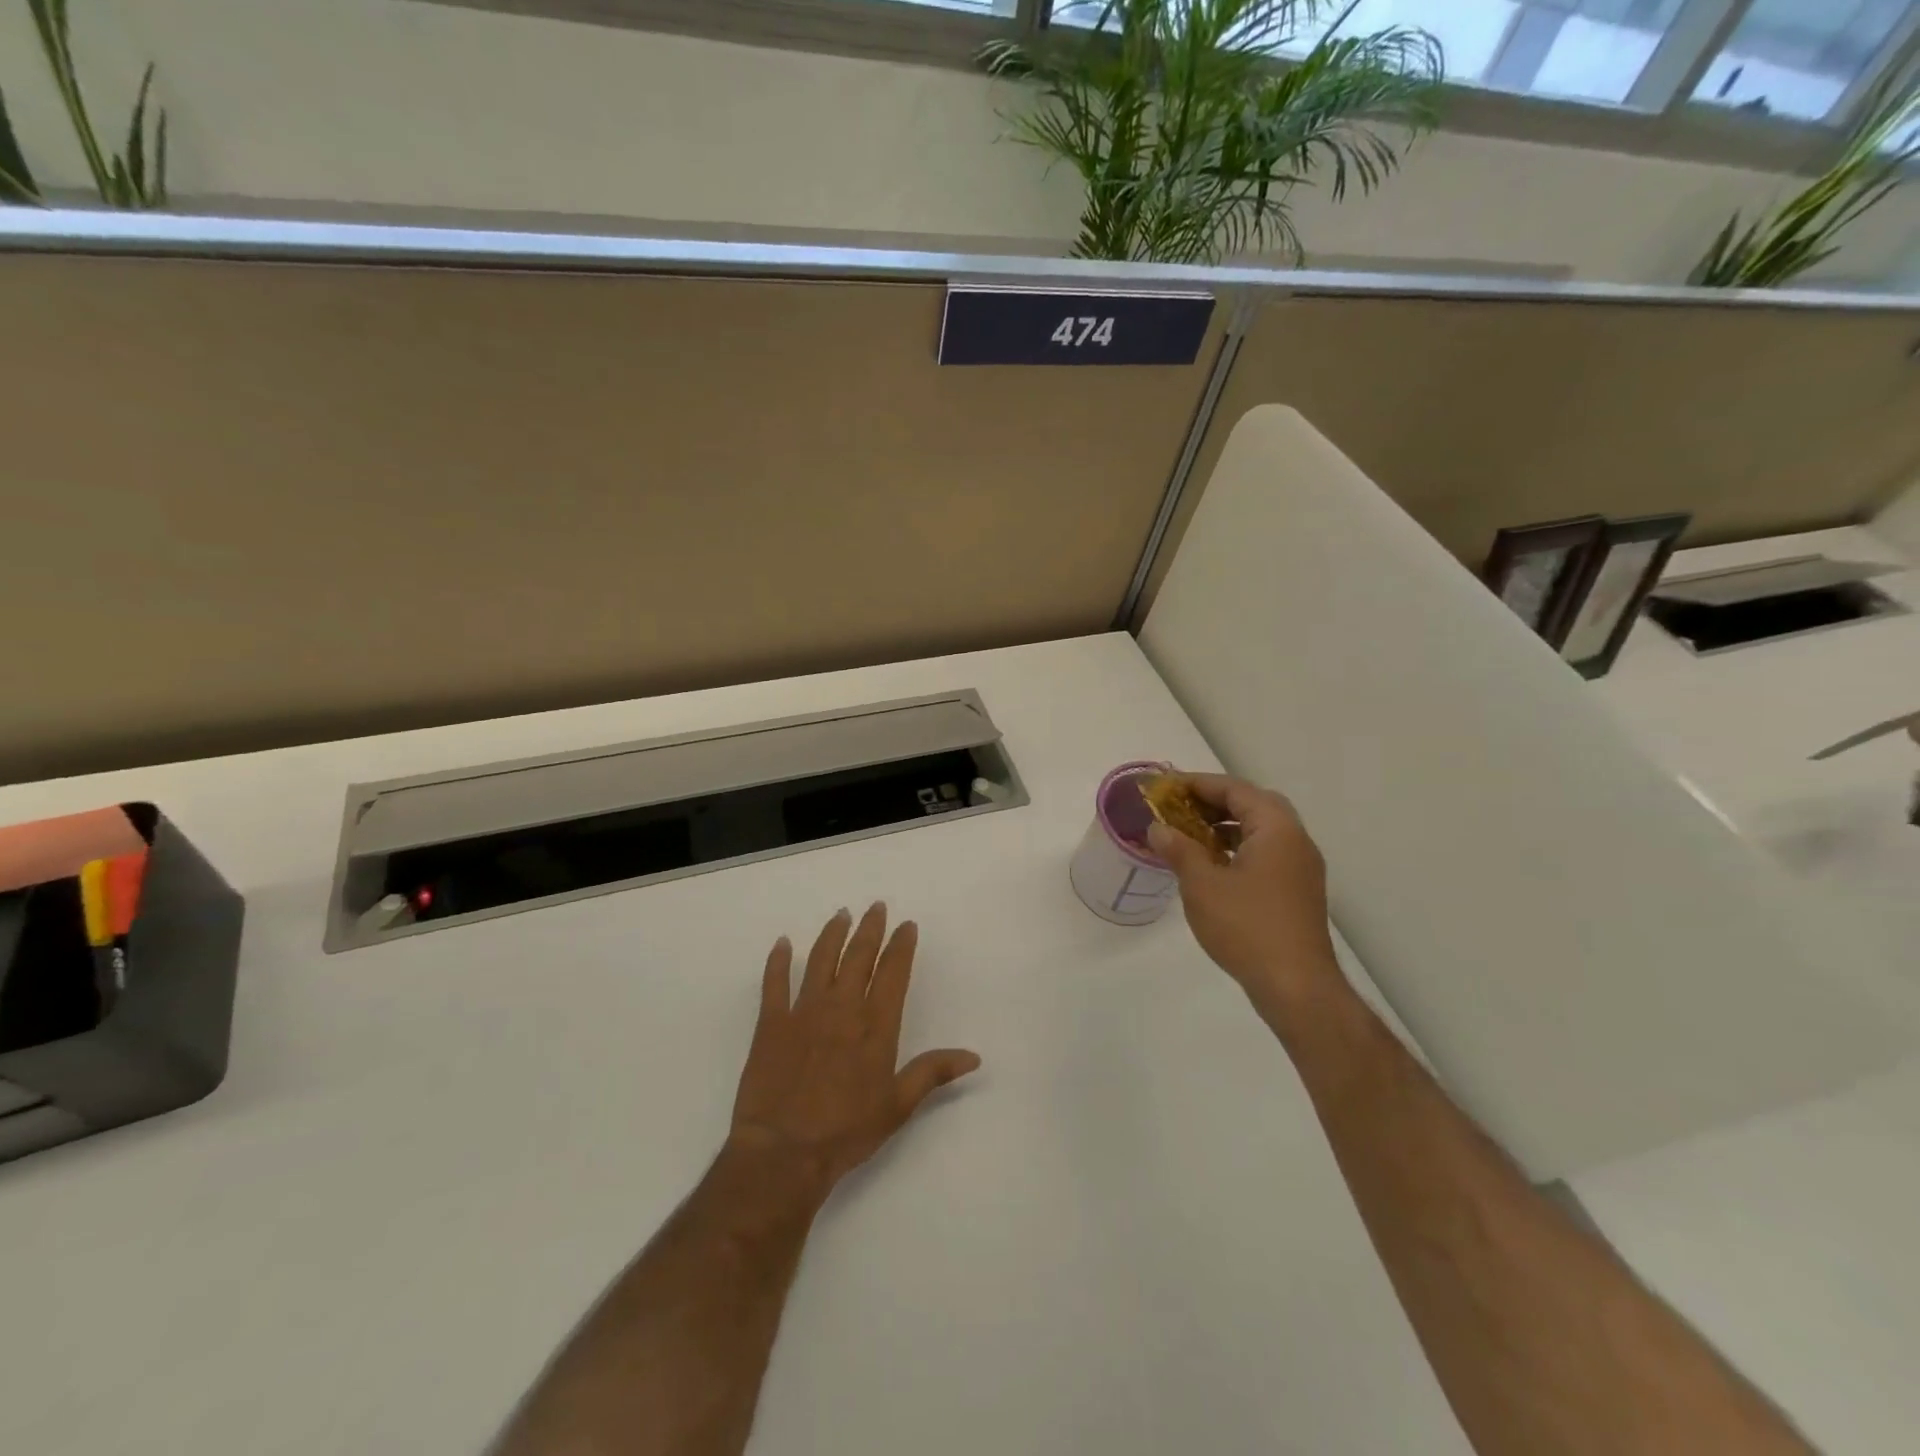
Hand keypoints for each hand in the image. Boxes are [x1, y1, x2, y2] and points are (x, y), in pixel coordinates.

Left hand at [727, 904, 980, 1207]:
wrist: (784, 1151)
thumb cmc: (846, 1131)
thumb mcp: (898, 1106)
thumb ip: (933, 1072)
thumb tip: (973, 1056)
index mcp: (875, 1026)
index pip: (892, 973)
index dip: (901, 946)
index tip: (906, 925)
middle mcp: (842, 1009)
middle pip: (858, 956)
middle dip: (870, 929)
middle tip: (875, 907)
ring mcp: (804, 1012)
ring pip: (821, 960)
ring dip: (832, 934)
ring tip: (841, 914)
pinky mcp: (771, 1023)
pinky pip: (774, 983)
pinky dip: (778, 960)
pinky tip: (782, 943)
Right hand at [1147, 775, 1346, 1022]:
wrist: (1296, 986)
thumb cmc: (1247, 926)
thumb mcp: (1202, 884)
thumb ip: (1179, 850)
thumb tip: (1158, 828)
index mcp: (1276, 829)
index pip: (1235, 790)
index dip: (1198, 784)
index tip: (1166, 787)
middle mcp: (1295, 841)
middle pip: (1253, 805)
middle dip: (1214, 802)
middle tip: (1180, 808)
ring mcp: (1301, 868)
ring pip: (1261, 831)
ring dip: (1226, 826)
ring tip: (1189, 836)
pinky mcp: (1298, 892)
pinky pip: (1266, 854)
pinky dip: (1238, 849)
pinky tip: (1212, 867)